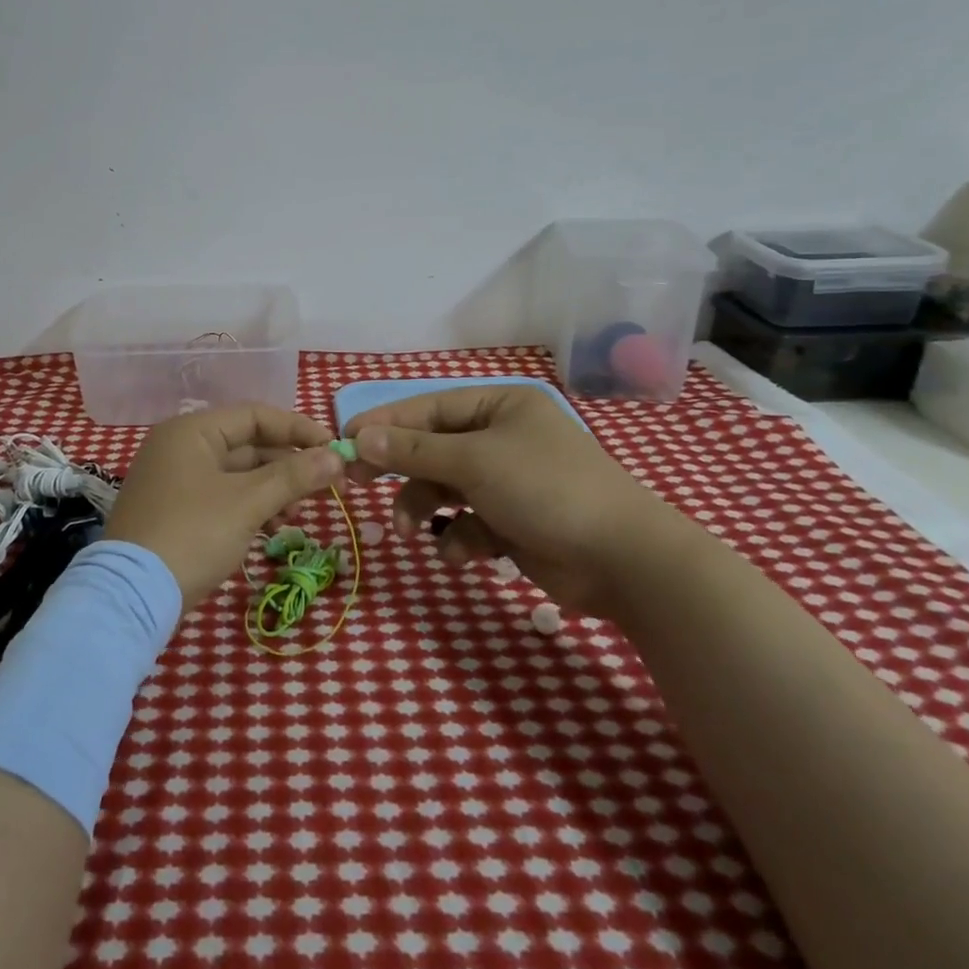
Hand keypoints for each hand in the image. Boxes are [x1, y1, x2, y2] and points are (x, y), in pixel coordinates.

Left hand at [106, 404, 344, 611]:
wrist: (132, 596)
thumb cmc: (192, 535)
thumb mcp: (247, 503)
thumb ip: (294, 476)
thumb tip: (337, 456)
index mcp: (191, 431)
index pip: (254, 416)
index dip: (298, 430)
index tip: (334, 449)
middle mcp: (180, 448)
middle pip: (247, 445)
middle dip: (289, 466)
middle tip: (329, 487)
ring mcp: (175, 481)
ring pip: (237, 475)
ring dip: (273, 490)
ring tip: (299, 516)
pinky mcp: (176, 512)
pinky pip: (223, 497)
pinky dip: (251, 508)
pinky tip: (275, 529)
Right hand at [346, 384, 689, 618]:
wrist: (622, 560)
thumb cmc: (545, 489)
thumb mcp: (472, 462)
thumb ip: (412, 451)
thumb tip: (359, 438)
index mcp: (499, 407)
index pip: (428, 408)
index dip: (385, 423)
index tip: (345, 441)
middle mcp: (503, 438)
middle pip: (433, 449)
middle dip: (401, 470)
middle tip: (359, 483)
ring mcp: (509, 482)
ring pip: (446, 489)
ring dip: (425, 509)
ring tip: (411, 530)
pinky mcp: (514, 522)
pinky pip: (469, 522)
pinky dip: (460, 537)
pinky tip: (463, 553)